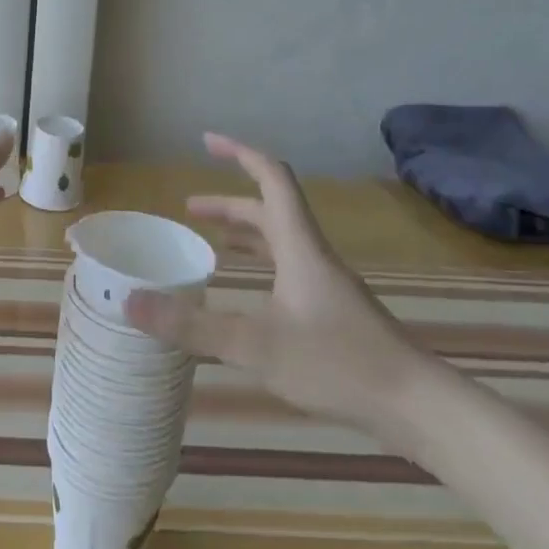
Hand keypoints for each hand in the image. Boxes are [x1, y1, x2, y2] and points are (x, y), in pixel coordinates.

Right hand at [123, 133, 430, 428]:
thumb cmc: (338, 364)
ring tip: (211, 243)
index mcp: (298, 246)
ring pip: (281, 241)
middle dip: (229, 204)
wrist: (418, 407)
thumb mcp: (255, 346)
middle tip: (189, 211)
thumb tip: (130, 302)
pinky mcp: (335, 311)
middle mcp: (313, 256)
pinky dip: (262, 265)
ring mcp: (327, 284)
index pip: (271, 180)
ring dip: (245, 233)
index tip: (207, 141)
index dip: (240, 154)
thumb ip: (191, 325)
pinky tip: (249, 295)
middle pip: (270, 211)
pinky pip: (289, 269)